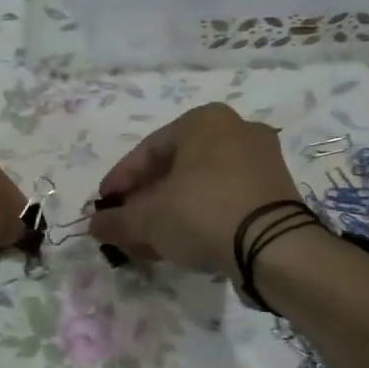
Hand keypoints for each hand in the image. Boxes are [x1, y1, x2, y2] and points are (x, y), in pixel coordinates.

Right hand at [89, 103, 302, 275]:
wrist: (274, 246)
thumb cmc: (202, 213)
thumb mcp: (148, 219)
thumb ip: (116, 221)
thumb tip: (93, 225)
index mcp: (203, 121)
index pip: (147, 151)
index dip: (119, 183)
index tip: (102, 209)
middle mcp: (236, 130)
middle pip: (174, 170)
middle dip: (144, 202)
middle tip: (125, 228)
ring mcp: (260, 161)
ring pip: (199, 187)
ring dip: (168, 214)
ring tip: (147, 244)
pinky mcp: (275, 192)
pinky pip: (224, 200)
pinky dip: (198, 218)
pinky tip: (179, 245)